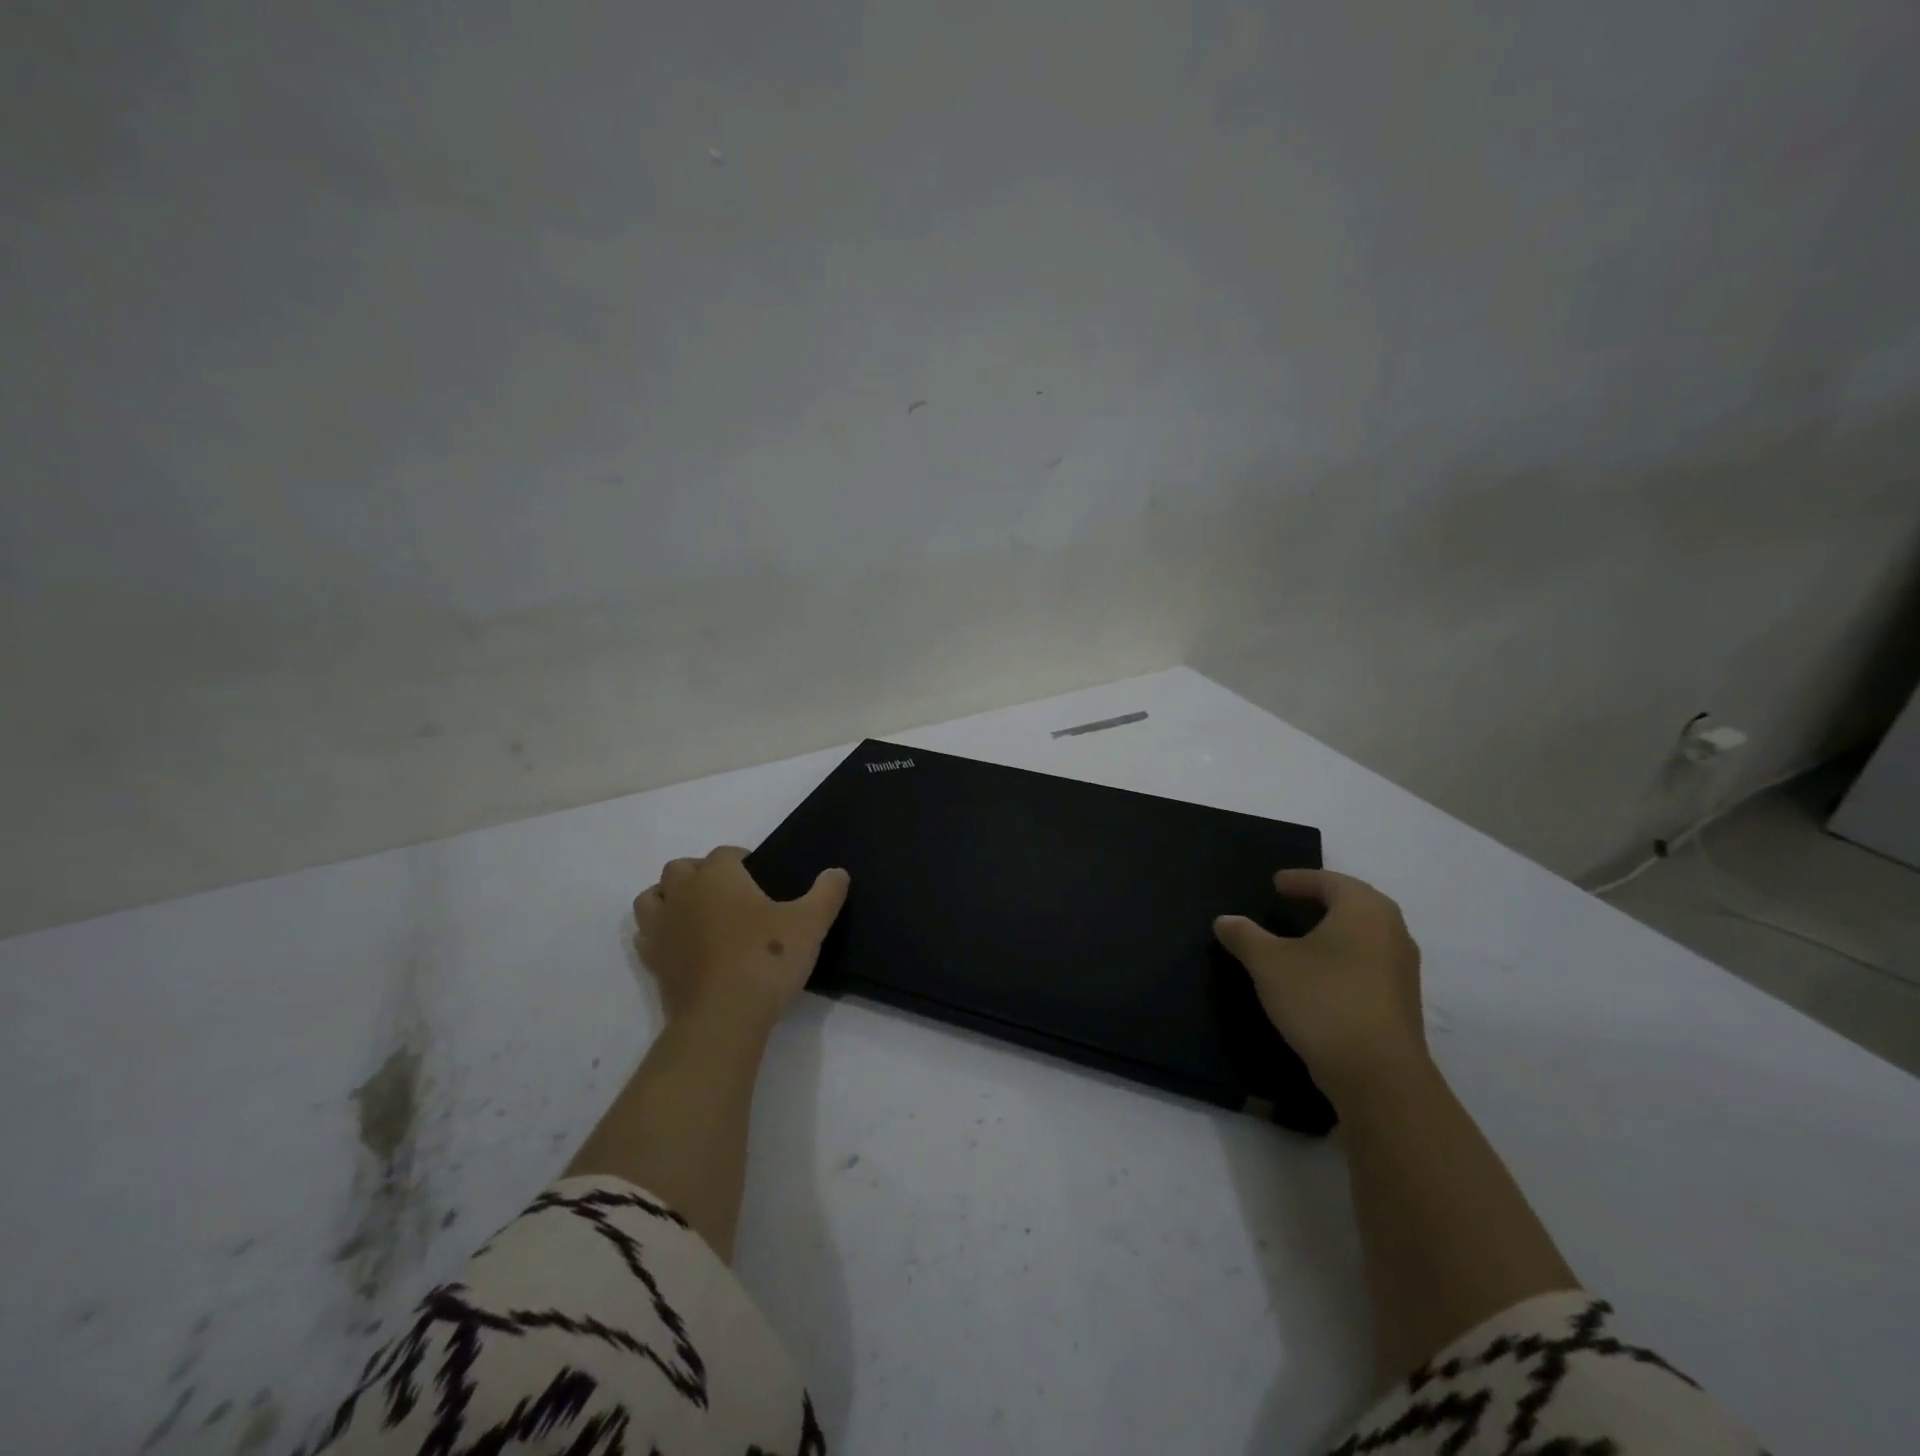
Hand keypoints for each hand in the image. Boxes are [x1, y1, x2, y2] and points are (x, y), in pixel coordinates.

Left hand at [633, 847, 849, 1035]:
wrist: (723, 1018)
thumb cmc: (766, 960)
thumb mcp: (811, 923)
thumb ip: (827, 893)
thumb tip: (838, 872)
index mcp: (718, 876)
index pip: (725, 854)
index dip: (742, 860)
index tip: (760, 876)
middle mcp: (683, 894)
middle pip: (681, 868)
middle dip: (701, 873)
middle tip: (729, 893)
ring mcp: (662, 928)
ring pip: (652, 897)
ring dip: (669, 898)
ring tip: (696, 913)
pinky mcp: (652, 962)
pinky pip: (646, 936)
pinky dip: (659, 933)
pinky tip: (681, 945)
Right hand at [1214, 869, 1427, 1105]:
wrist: (1378, 1076)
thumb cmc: (1322, 1000)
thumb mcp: (1269, 964)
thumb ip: (1245, 936)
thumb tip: (1225, 920)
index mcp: (1363, 909)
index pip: (1329, 881)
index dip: (1300, 880)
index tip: (1276, 883)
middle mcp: (1391, 931)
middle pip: (1353, 904)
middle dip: (1321, 901)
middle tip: (1290, 902)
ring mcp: (1401, 969)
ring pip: (1363, 936)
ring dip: (1333, 931)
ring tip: (1301, 938)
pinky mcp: (1400, 1002)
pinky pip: (1367, 964)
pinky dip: (1343, 958)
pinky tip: (1319, 975)